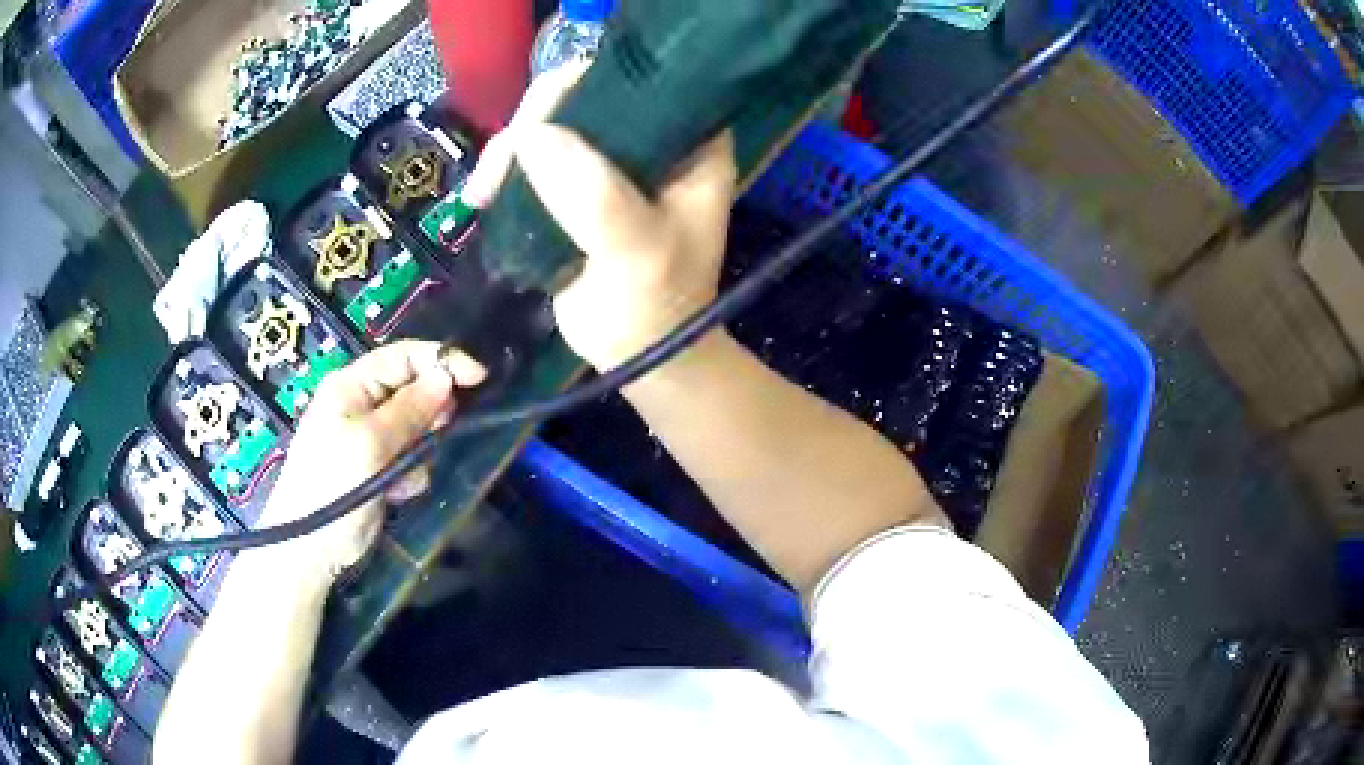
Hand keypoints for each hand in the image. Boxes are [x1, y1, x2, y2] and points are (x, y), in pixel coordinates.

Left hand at [259, 340, 485, 582]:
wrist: (311, 549)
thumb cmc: (332, 487)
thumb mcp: (371, 444)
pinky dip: (411, 473)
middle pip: (413, 389)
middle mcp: (361, 403)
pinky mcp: (378, 466)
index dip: (442, 360)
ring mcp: (369, 437)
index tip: (480, 378)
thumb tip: (445, 375)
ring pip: (417, 427)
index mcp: (352, 385)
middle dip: (429, 413)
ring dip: (419, 450)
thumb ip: (410, 409)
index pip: (404, 356)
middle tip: (434, 437)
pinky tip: (397, 492)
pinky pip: (410, 457)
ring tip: (403, 476)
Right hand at [462, 65, 737, 370]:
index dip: (583, 86)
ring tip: (483, 192)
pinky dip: (505, 169)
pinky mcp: (577, 183)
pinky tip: (482, 196)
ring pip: (552, 123)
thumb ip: (595, 197)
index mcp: (691, 140)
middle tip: (498, 169)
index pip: (638, 82)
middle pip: (584, 95)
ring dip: (509, 149)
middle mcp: (654, 138)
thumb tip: (531, 135)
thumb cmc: (655, 307)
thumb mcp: (637, 255)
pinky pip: (535, 156)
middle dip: (533, 122)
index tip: (538, 123)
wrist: (637, 355)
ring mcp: (612, 159)